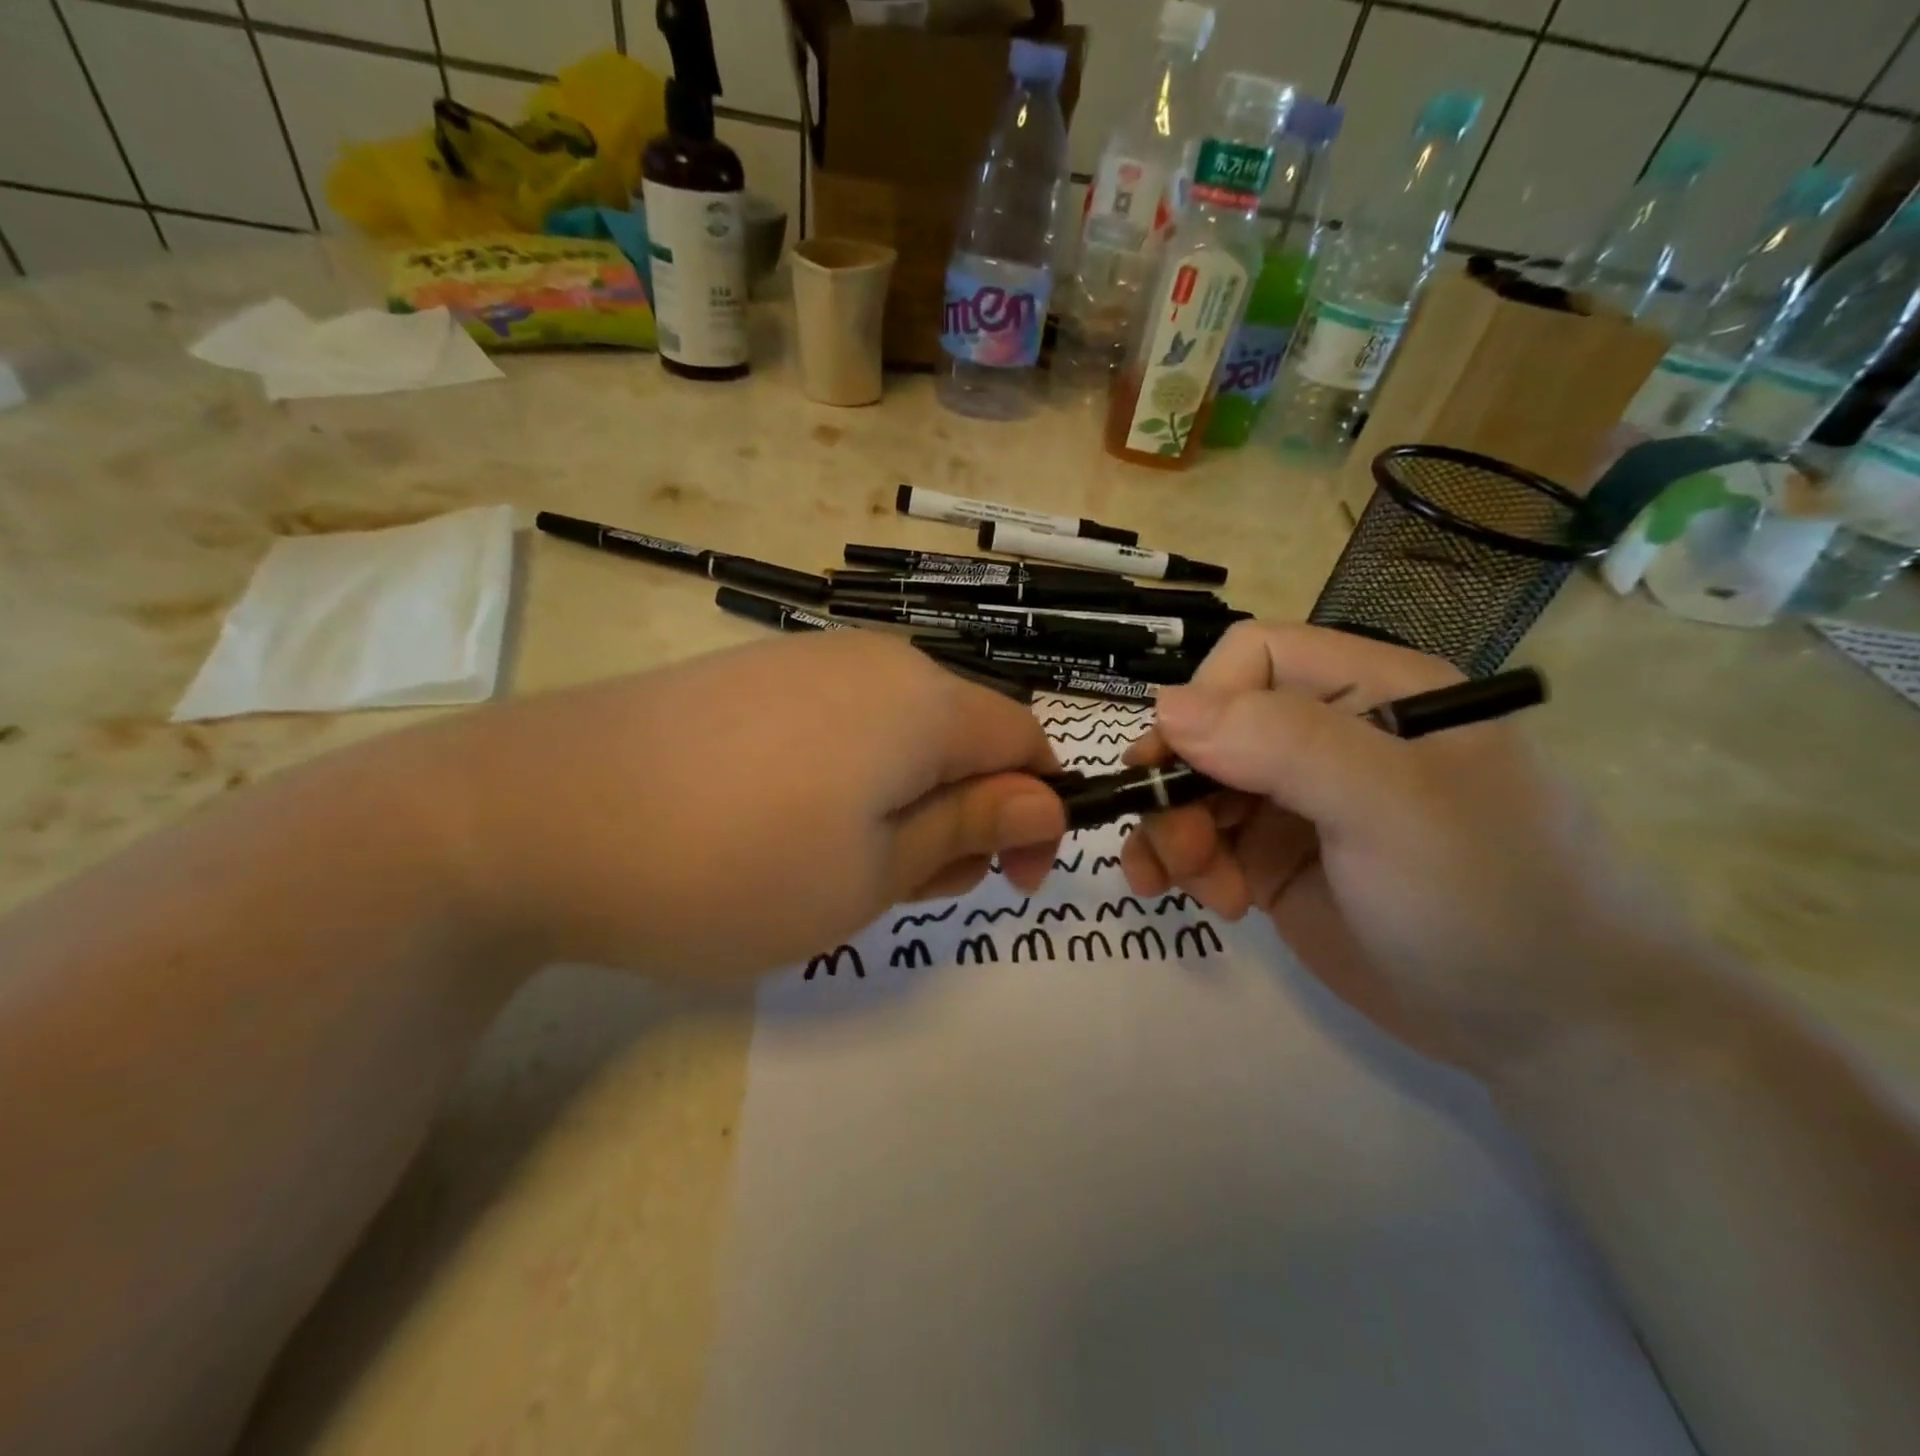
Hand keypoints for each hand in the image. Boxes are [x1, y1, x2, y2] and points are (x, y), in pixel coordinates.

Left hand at [447, 632, 1065, 979]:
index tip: (1008, 881)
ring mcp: (805, 661)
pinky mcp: (752, 677)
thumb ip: (967, 828)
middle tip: (902, 888)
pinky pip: (839, 725)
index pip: (1026, 740)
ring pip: (898, 735)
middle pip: (962, 736)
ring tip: (836, 868)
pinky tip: (784, 826)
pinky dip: (847, 780)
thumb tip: (1044, 800)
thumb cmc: (730, 863)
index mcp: (922, 699)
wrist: (533, 814)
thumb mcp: (872, 873)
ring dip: (901, 803)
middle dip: (961, 815)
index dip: (1036, 812)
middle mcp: (874, 661)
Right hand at [1121, 623, 1666, 1070]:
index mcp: (1369, 693)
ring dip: (1172, 832)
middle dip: (1178, 784)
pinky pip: (1205, 845)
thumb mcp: (1392, 807)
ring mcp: (1300, 805)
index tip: (1176, 768)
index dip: (1203, 703)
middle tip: (1182, 851)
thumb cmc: (1489, 898)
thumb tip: (1167, 706)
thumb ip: (1283, 744)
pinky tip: (1203, 901)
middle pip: (1210, 729)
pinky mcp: (1280, 865)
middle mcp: (1327, 739)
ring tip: (1193, 888)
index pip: (1252, 658)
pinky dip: (1183, 867)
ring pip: (1195, 788)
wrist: (1558, 1033)